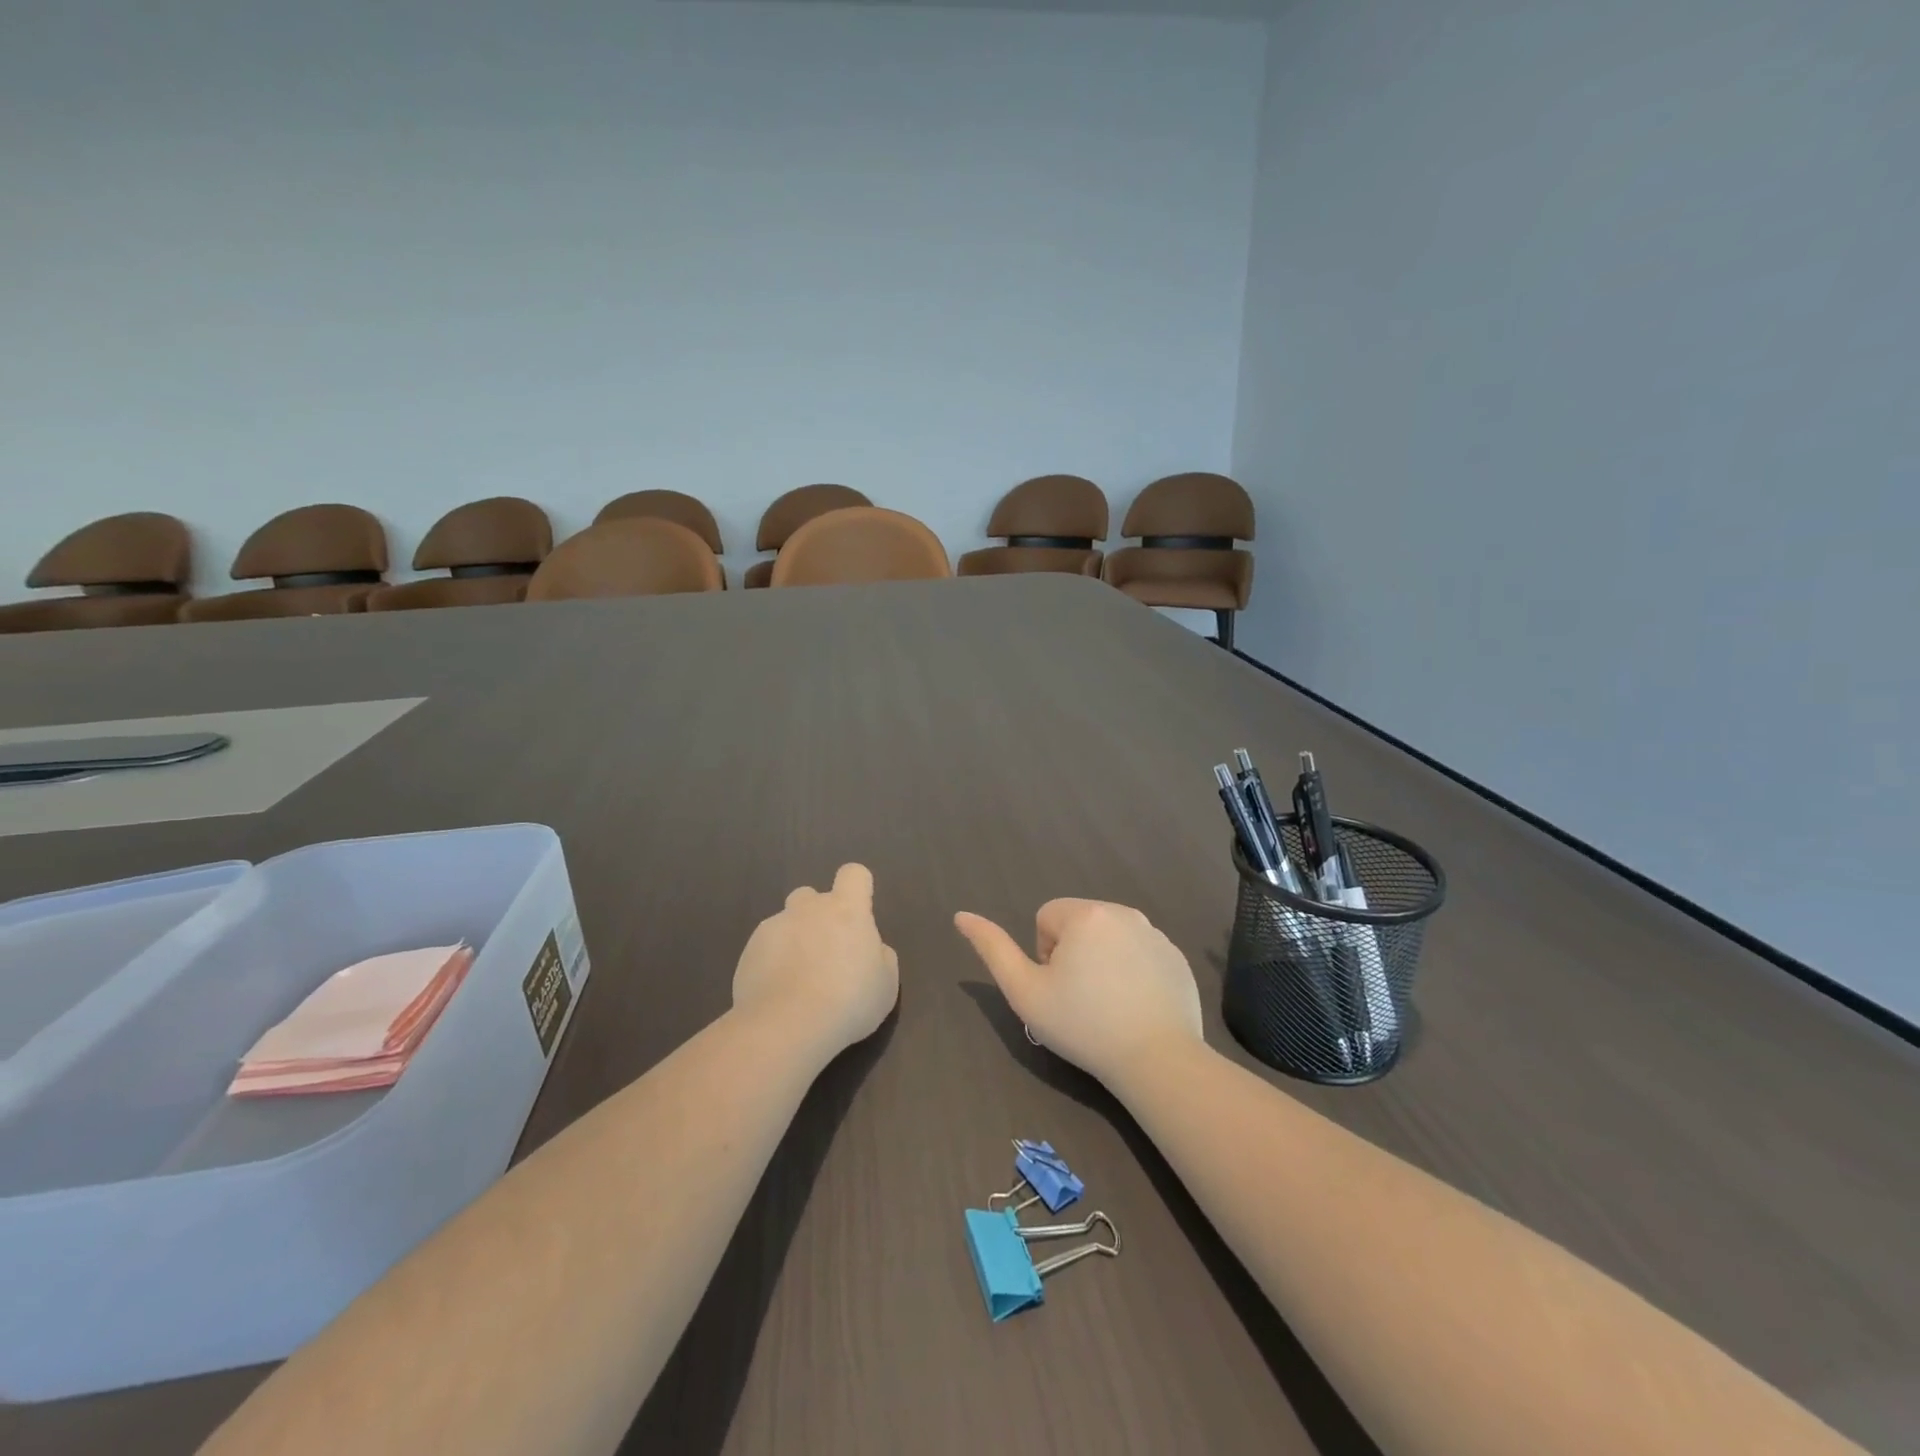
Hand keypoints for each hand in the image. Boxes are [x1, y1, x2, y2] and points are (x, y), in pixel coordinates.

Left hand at [733, 864, 898, 1056]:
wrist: (787, 1026)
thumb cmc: (849, 1001)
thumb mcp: (886, 984)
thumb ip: (880, 956)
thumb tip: (870, 948)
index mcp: (846, 910)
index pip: (853, 874)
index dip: (858, 888)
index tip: (859, 915)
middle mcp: (808, 909)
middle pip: (811, 896)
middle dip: (817, 916)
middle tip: (826, 954)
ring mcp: (773, 927)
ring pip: (785, 923)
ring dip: (793, 941)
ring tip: (797, 981)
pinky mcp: (748, 951)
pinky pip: (764, 949)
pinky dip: (771, 963)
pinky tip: (777, 994)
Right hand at [954, 899, 1202, 1086]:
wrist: (1157, 1060)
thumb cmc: (1083, 1025)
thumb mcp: (1025, 991)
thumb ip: (992, 948)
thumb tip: (961, 915)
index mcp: (1086, 914)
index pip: (1046, 917)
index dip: (1043, 955)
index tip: (1059, 989)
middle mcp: (1123, 911)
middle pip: (1079, 925)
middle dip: (1073, 954)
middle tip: (1081, 1000)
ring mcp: (1155, 933)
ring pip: (1110, 938)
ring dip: (1102, 961)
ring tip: (1109, 1006)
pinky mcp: (1177, 957)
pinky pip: (1140, 953)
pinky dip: (1133, 972)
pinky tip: (1136, 1007)